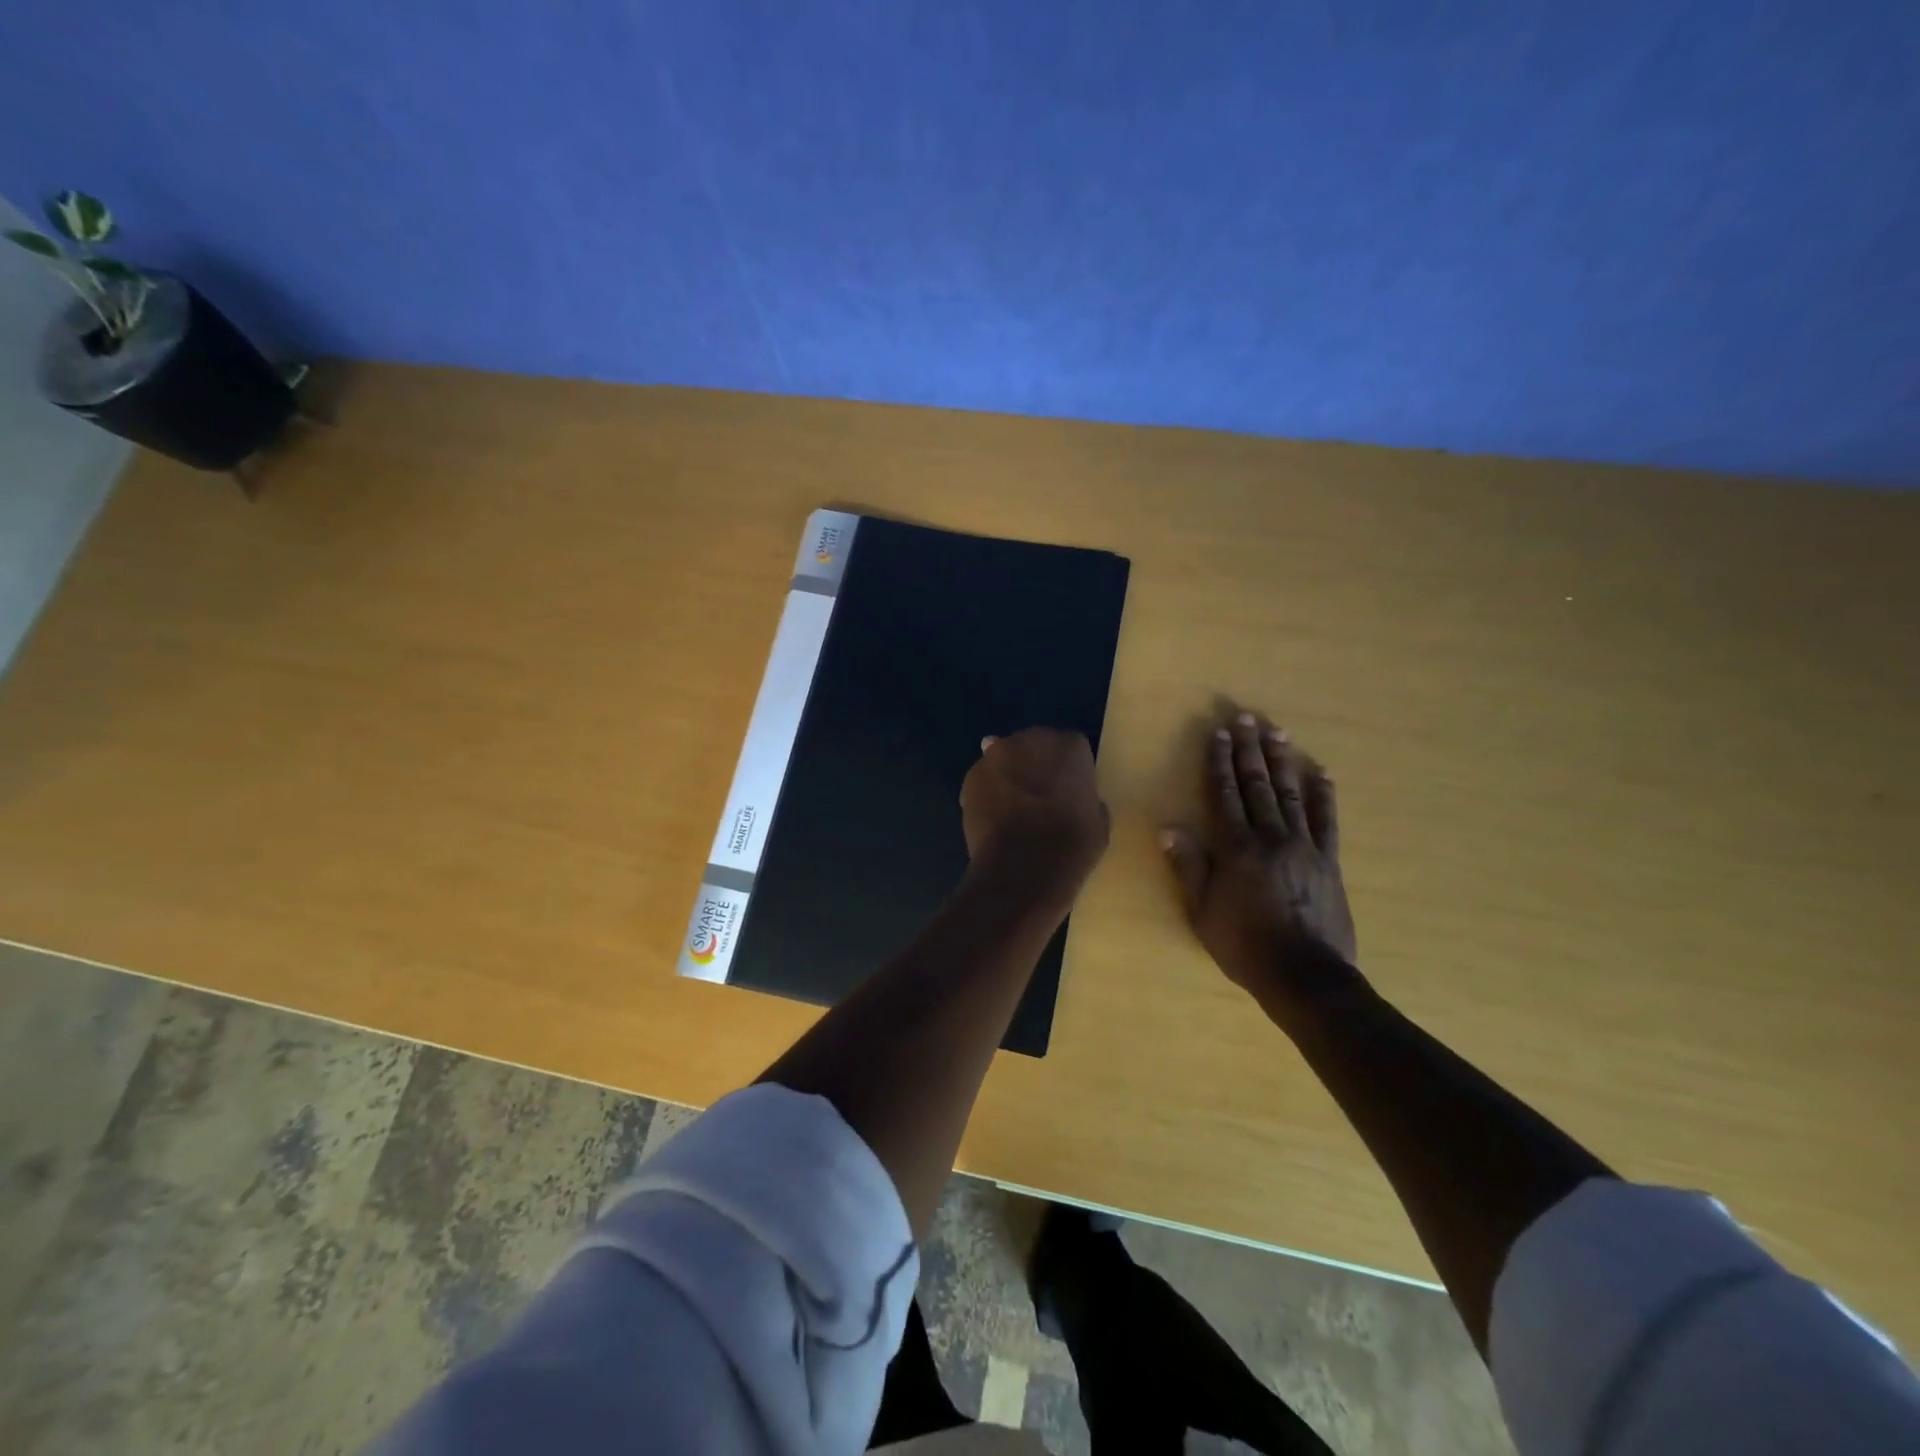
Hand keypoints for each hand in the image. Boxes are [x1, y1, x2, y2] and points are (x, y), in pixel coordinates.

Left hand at [961, 728, 1109, 906]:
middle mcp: (1032, 739)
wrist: (1022, 867)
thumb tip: (1079, 800)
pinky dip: (988, 792)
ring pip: (1006, 759)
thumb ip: (1088, 801)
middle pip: (1036, 746)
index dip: (1070, 770)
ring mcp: (997, 755)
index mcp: (1070, 747)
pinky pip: (984, 779)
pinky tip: (994, 817)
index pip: (1073, 748)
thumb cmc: (1070, 846)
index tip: (1070, 792)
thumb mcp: (1098, 824)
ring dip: (1010, 775)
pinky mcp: (971, 776)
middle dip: (1037, 765)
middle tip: (1040, 797)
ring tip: (1012, 808)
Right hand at [1161, 709, 1356, 1000]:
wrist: (1305, 976)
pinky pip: (1326, 821)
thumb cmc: (1245, 946)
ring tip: (1277, 732)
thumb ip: (1189, 866)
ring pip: (1290, 794)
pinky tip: (1320, 773)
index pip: (1225, 795)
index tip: (1218, 734)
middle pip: (1257, 785)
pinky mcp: (1328, 861)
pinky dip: (1322, 795)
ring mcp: (1304, 847)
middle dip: (1248, 750)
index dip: (1220, 762)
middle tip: (1246, 717)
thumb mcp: (1203, 911)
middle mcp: (1271, 838)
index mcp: (1237, 849)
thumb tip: (1169, 828)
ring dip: (1281, 761)